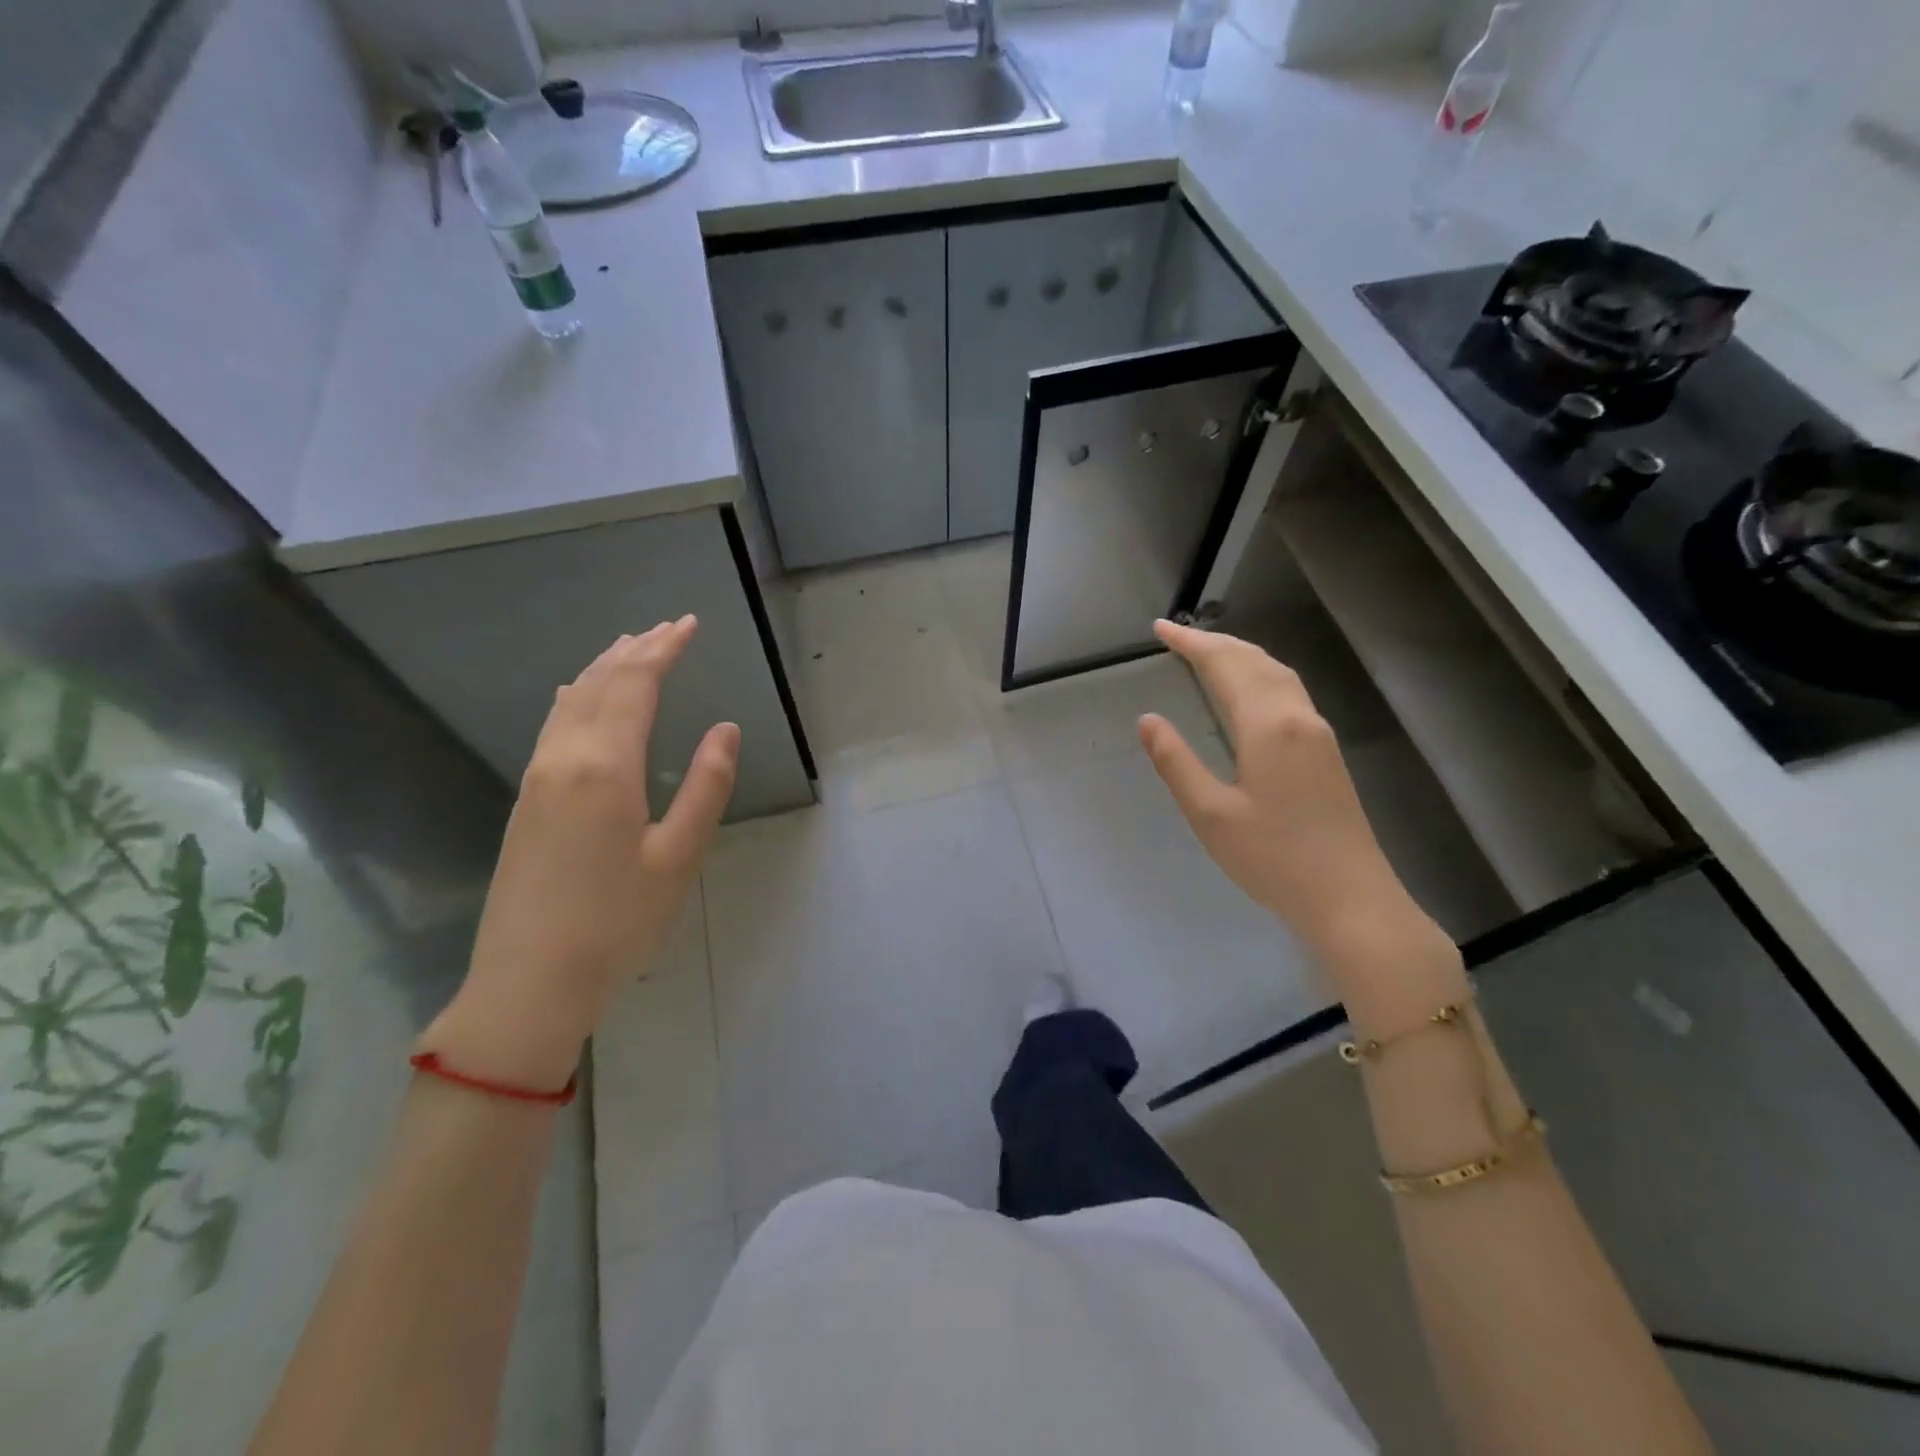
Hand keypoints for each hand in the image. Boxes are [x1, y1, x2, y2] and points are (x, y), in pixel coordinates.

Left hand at [423, 617, 739, 1089]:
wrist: (528, 981)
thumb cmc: (617, 922)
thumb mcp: (678, 857)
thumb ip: (706, 787)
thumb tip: (725, 729)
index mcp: (605, 768)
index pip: (634, 686)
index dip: (663, 650)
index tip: (689, 625)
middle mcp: (564, 760)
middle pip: (600, 685)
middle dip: (636, 650)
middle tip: (668, 627)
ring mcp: (537, 779)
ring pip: (571, 702)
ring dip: (605, 669)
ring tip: (631, 648)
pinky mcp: (526, 801)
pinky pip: (555, 725)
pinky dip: (579, 697)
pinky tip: (583, 698)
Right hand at [1138, 620, 1459, 1015]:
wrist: (1351, 899)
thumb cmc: (1273, 859)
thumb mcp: (1210, 814)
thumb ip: (1176, 762)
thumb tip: (1148, 720)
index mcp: (1268, 726)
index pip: (1225, 666)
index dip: (1191, 644)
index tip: (1160, 629)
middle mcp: (1298, 717)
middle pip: (1255, 661)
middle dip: (1214, 642)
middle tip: (1177, 635)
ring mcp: (1318, 733)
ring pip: (1278, 673)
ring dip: (1241, 655)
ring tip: (1208, 652)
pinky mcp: (1326, 752)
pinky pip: (1289, 692)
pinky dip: (1260, 674)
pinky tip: (1250, 690)